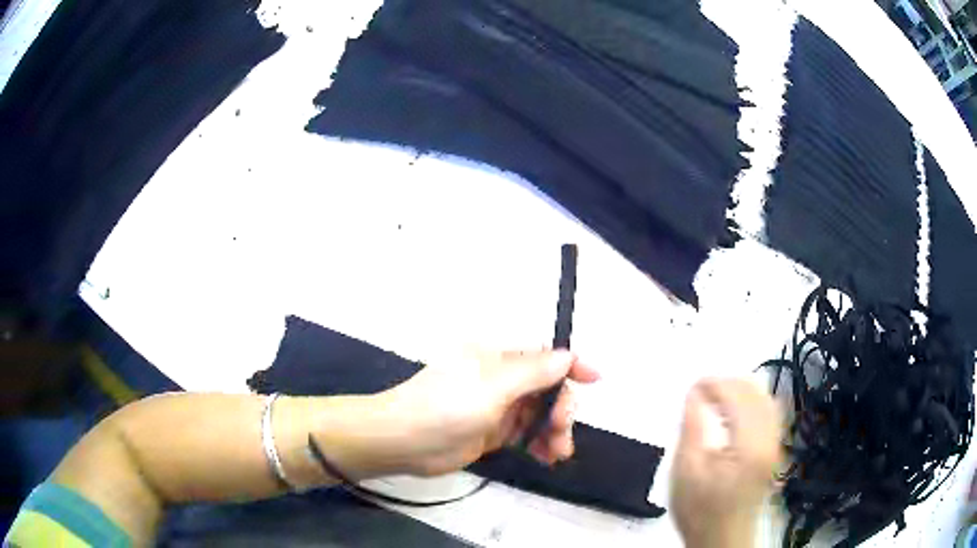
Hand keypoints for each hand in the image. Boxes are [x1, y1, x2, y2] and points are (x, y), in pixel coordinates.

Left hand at [368, 349, 599, 476]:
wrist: (404, 441)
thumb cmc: (446, 406)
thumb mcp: (493, 386)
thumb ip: (533, 372)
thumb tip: (567, 356)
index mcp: (498, 358)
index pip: (543, 356)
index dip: (571, 366)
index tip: (595, 379)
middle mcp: (500, 379)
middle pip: (546, 389)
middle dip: (560, 409)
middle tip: (561, 432)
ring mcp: (497, 407)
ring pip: (538, 414)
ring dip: (553, 431)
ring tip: (558, 453)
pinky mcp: (492, 432)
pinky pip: (526, 434)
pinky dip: (539, 444)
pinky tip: (547, 458)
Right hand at [671, 378, 781, 547]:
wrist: (721, 538)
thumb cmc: (699, 509)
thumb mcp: (685, 471)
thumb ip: (692, 428)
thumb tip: (694, 393)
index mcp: (749, 445)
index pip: (738, 397)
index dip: (716, 384)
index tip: (693, 385)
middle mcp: (770, 439)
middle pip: (757, 393)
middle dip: (729, 382)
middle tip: (702, 388)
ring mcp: (776, 444)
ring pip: (767, 399)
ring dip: (742, 389)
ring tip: (716, 395)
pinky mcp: (775, 450)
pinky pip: (770, 412)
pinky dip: (753, 401)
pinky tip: (736, 409)